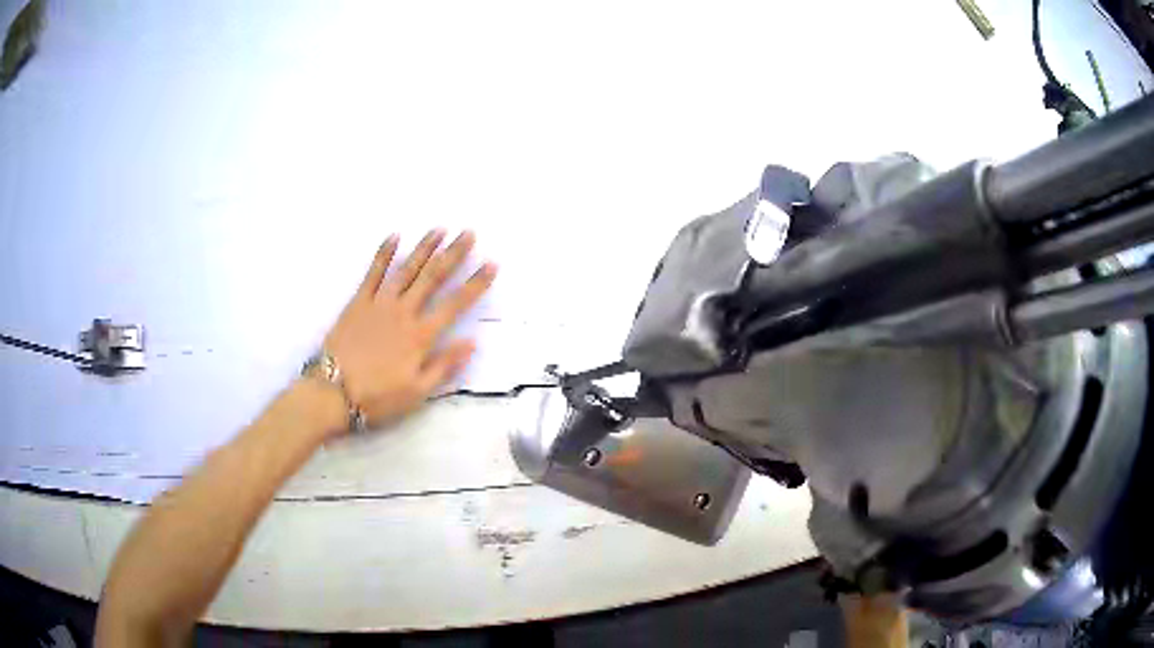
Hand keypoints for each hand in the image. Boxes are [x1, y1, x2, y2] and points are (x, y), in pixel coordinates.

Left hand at [322, 228, 496, 429]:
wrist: (333, 392)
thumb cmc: (378, 397)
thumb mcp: (417, 392)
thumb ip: (444, 365)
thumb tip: (471, 342)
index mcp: (421, 336)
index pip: (455, 304)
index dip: (476, 284)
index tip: (492, 264)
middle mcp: (404, 313)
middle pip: (433, 278)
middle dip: (453, 254)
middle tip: (469, 233)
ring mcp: (380, 304)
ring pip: (407, 269)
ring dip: (424, 248)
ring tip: (439, 229)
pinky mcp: (358, 302)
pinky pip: (373, 273)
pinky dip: (384, 253)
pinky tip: (394, 236)